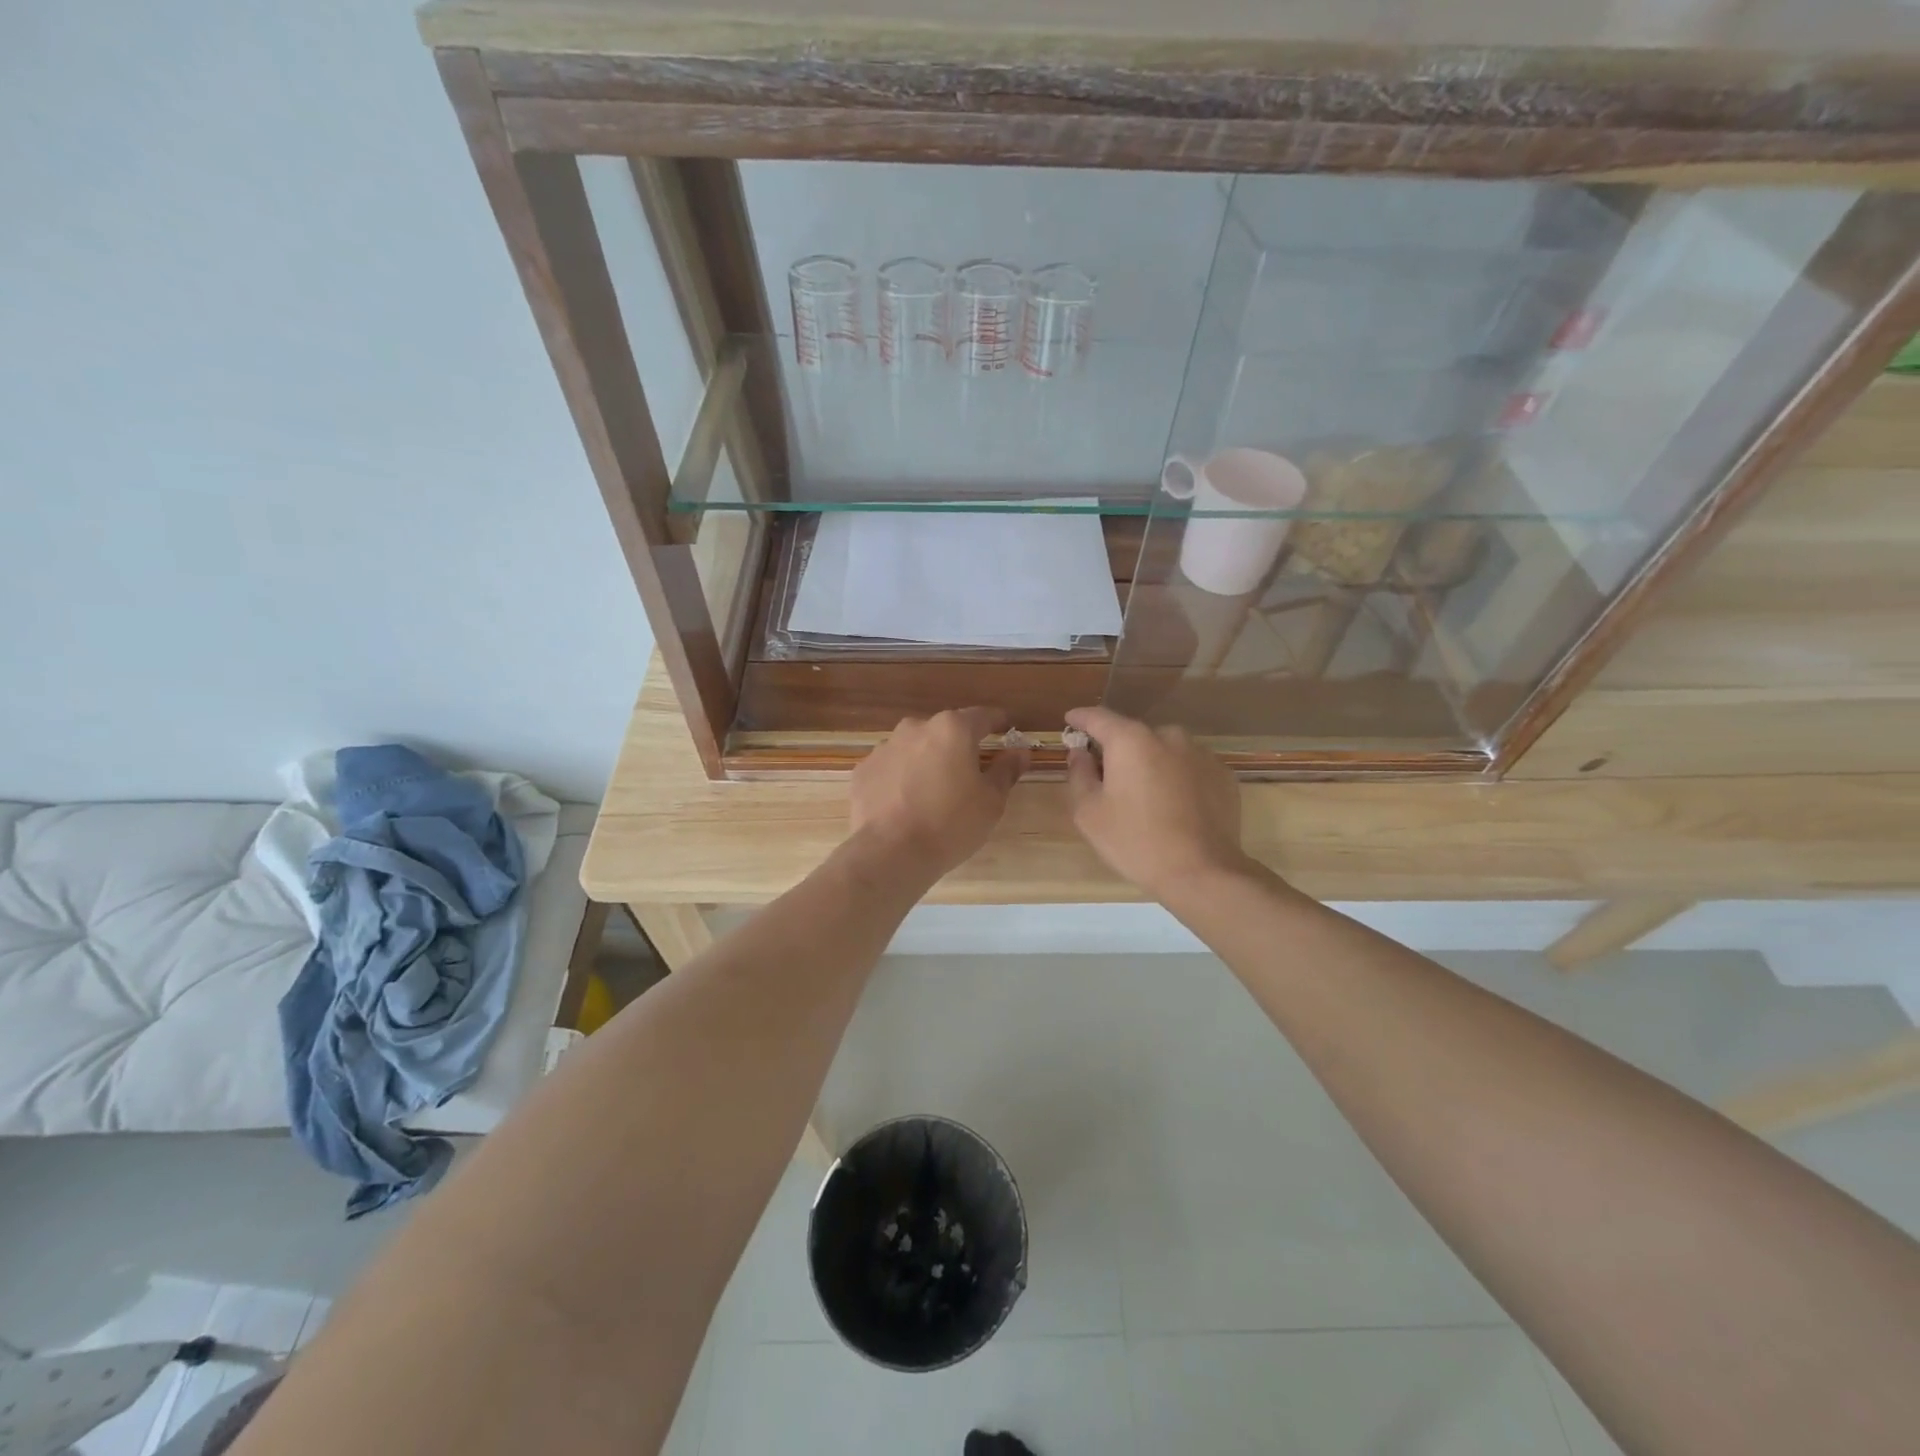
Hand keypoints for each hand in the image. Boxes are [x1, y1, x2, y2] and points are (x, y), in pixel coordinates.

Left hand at [849, 708, 1028, 880]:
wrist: (889, 852)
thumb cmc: (951, 824)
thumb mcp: (991, 801)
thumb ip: (1006, 771)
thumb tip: (1019, 751)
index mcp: (952, 729)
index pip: (982, 716)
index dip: (997, 722)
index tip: (1005, 729)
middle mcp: (916, 728)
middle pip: (945, 731)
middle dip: (958, 746)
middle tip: (968, 773)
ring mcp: (884, 747)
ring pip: (914, 748)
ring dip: (926, 762)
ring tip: (933, 793)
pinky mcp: (863, 770)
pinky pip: (891, 768)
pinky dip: (900, 779)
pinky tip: (904, 804)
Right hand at [1063, 706, 1247, 899]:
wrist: (1202, 873)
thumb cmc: (1135, 841)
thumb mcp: (1089, 812)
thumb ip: (1079, 774)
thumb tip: (1080, 753)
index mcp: (1131, 740)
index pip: (1098, 717)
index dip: (1080, 718)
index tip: (1070, 722)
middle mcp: (1168, 736)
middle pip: (1133, 735)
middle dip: (1118, 751)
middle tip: (1108, 779)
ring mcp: (1201, 753)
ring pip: (1164, 751)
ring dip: (1150, 764)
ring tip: (1146, 798)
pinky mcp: (1223, 774)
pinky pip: (1189, 768)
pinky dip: (1177, 778)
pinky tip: (1175, 807)